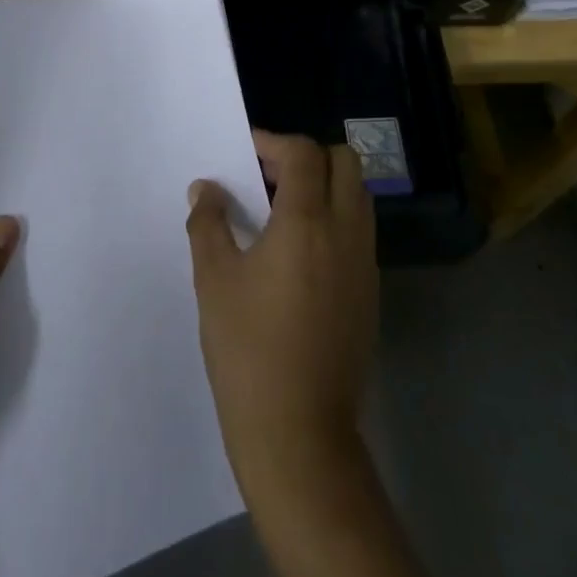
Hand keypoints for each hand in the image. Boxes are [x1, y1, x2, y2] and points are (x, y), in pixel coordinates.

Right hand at [186, 130, 377, 500]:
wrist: (299, 434)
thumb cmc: (248, 349)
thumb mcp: (214, 280)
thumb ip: (208, 223)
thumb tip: (206, 189)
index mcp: (307, 221)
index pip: (304, 153)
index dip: (273, 142)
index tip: (246, 152)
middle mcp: (346, 232)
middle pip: (345, 163)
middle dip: (308, 157)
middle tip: (268, 175)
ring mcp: (364, 264)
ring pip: (358, 196)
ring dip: (325, 186)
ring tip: (282, 210)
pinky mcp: (370, 293)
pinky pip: (359, 232)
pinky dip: (335, 219)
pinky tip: (299, 251)